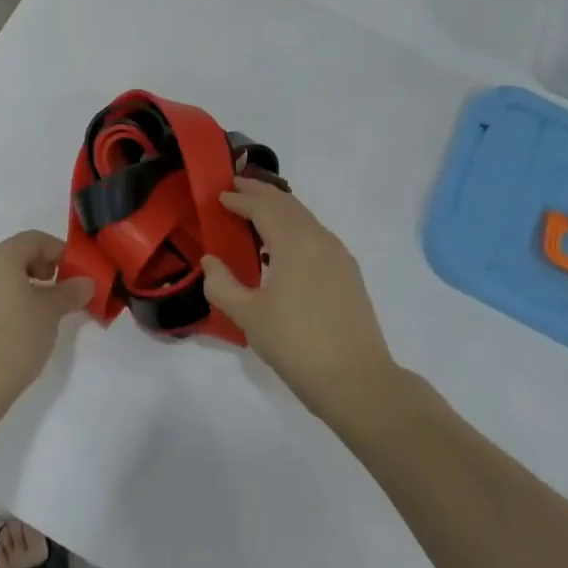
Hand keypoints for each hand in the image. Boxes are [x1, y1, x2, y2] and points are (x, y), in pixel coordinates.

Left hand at [0, 231, 92, 409]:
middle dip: (40, 264)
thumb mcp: (51, 311)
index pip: (35, 239)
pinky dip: (8, 294)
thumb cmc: (16, 335)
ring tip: (41, 306)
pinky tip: (20, 319)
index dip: (59, 251)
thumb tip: (87, 282)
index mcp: (1, 255)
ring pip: (1, 271)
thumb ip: (70, 292)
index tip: (75, 271)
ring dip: (24, 280)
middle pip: (16, 252)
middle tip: (58, 286)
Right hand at [202, 180, 394, 419]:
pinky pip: (316, 234)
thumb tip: (210, 261)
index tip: (219, 195)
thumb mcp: (248, 316)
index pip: (262, 207)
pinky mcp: (348, 272)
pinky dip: (295, 226)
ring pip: (305, 217)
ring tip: (257, 211)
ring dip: (279, 208)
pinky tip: (284, 245)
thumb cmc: (296, 345)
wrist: (357, 380)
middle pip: (287, 204)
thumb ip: (222, 284)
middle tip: (237, 186)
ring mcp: (339, 255)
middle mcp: (319, 239)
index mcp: (294, 242)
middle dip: (260, 193)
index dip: (239, 199)